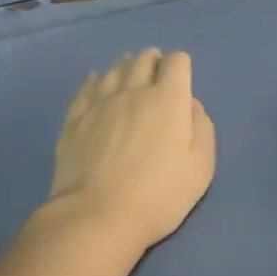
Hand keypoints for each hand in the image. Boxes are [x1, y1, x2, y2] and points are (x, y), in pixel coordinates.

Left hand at [46, 48, 215, 256]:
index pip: (177, 61)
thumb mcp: (201, 166)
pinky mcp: (75, 117)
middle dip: (154, 62)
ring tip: (129, 80)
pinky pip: (86, 86)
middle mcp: (134, 90)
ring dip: (126, 69)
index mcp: (168, 99)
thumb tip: (190, 104)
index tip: (181, 83)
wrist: (97, 217)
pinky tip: (97, 85)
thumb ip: (201, 127)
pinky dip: (96, 81)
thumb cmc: (159, 195)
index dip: (181, 67)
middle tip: (157, 80)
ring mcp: (100, 102)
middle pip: (144, 58)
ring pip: (114, 69)